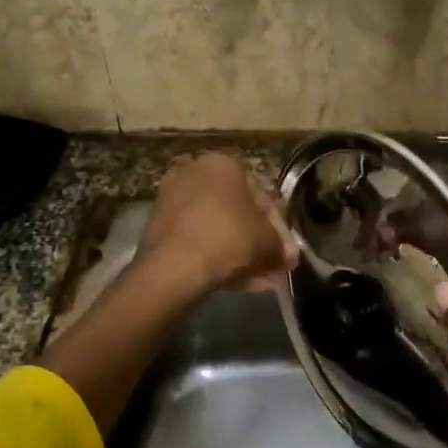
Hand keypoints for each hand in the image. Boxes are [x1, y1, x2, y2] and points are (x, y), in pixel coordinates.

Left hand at [138, 153, 296, 297]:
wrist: (174, 267)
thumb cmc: (229, 239)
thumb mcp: (269, 243)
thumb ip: (282, 247)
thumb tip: (287, 257)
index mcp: (224, 164)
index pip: (263, 194)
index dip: (279, 227)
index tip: (287, 251)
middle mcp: (195, 173)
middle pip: (238, 212)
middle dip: (258, 242)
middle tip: (273, 267)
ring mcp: (174, 199)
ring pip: (218, 229)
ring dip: (241, 254)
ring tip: (259, 281)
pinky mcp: (160, 227)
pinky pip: (198, 240)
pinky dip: (217, 257)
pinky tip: (237, 283)